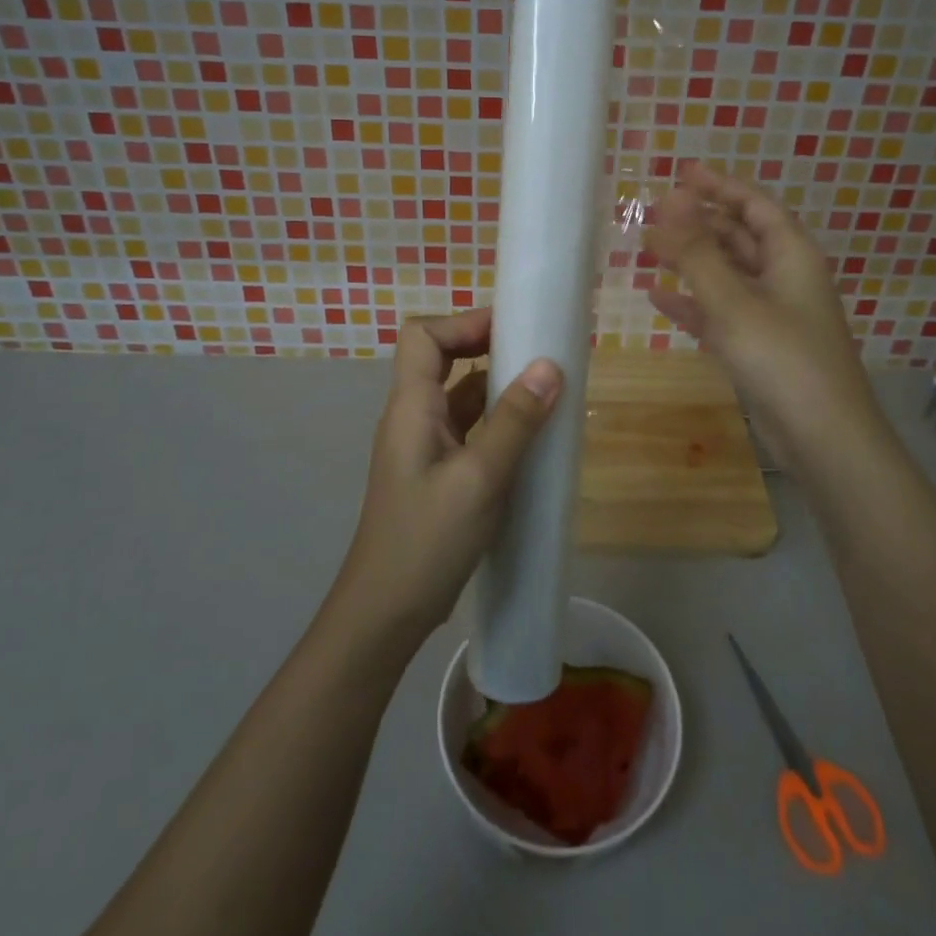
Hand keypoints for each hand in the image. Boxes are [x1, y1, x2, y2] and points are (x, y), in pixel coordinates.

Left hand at [330, 309, 561, 657]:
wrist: (386, 613)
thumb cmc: (427, 540)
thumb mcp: (479, 478)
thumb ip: (514, 420)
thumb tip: (550, 365)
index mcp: (411, 406)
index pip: (423, 336)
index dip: (464, 322)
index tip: (513, 326)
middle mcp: (413, 417)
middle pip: (441, 358)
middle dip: (486, 345)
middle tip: (537, 349)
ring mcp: (424, 446)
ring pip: (459, 395)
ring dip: (497, 385)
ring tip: (545, 386)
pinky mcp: (437, 473)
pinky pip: (468, 429)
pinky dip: (497, 420)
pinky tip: (530, 435)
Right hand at [646, 167, 875, 474]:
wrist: (823, 439)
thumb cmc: (783, 359)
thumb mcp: (734, 301)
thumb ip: (698, 252)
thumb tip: (670, 199)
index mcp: (792, 256)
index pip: (755, 205)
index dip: (721, 186)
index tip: (683, 174)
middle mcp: (785, 279)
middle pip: (740, 238)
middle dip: (700, 223)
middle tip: (656, 213)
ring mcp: (773, 315)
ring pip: (728, 275)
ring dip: (692, 262)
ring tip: (651, 247)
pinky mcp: (760, 348)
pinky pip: (721, 313)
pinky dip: (693, 304)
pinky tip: (659, 299)